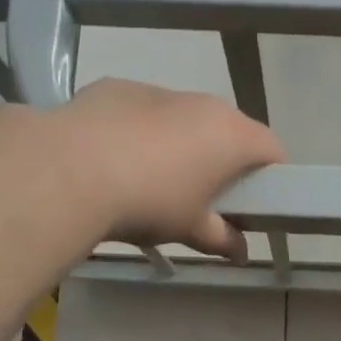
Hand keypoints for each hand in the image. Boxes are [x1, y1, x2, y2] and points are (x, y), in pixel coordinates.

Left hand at [53, 79, 285, 260]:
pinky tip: (115, 160)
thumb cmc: (150, 202)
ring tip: (153, 180)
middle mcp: (202, 103)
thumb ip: (221, 238)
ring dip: (181, 144)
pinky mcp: (117, 89)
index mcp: (231, 134)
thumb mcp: (190, 229)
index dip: (271, 176)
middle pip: (228, 129)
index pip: (272, 148)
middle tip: (206, 197)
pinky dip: (139, 132)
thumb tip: (241, 252)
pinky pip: (142, 112)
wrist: (68, 170)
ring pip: (183, 118)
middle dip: (224, 160)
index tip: (256, 202)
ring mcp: (158, 91)